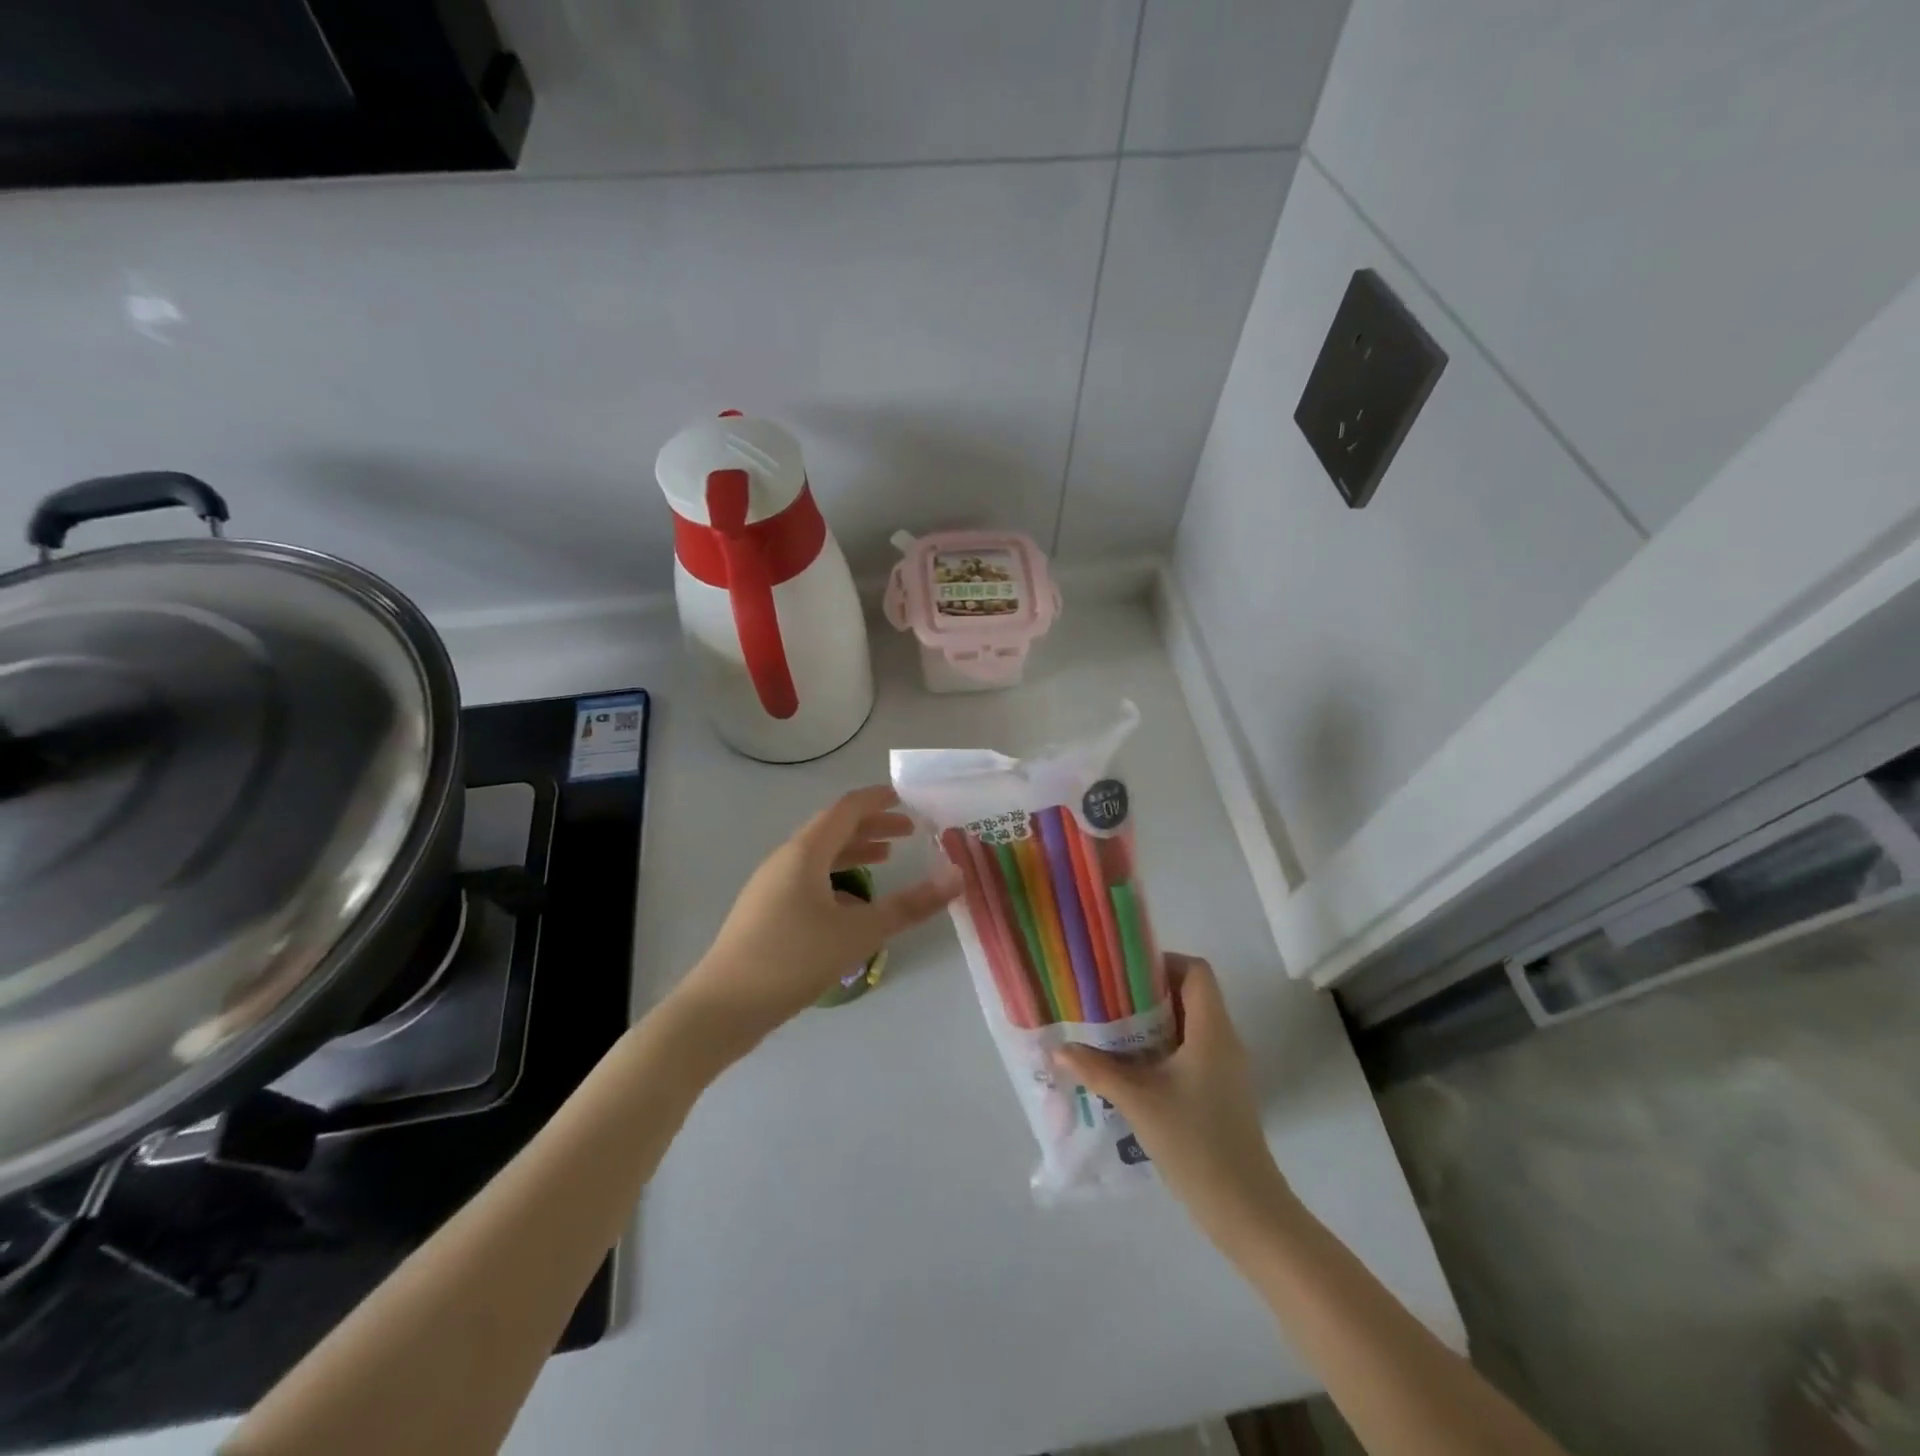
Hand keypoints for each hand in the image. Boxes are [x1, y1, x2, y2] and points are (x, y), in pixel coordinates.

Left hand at [672, 786, 961, 1053]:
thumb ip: (909, 905)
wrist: (721, 1008)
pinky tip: (852, 906)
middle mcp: (785, 860)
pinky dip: (836, 880)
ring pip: (820, 857)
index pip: (846, 809)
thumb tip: (957, 876)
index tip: (906, 798)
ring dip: (854, 852)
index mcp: (804, 853)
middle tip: (909, 831)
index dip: (877, 800)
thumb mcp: (858, 933)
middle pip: (833, 830)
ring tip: (886, 859)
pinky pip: (808, 881)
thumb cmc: (791, 959)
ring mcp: (771, 887)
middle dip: (872, 827)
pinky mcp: (766, 913)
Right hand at [1057, 955, 1293, 1251]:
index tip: (1124, 973)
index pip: (1197, 971)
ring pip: (1188, 1024)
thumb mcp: (1139, 1102)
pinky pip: (1190, 1051)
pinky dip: (1161, 1048)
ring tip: (1111, 1031)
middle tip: (1107, 999)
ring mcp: (1224, 1068)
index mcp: (1211, 1030)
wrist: (1244, 1208)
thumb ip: (1098, 1071)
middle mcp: (1223, 1040)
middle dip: (1148, 992)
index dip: (1163, 962)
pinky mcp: (1219, 1091)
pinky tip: (1130, 1068)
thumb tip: (1059, 1049)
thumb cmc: (1195, 1143)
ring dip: (1152, 1023)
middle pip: (1190, 994)